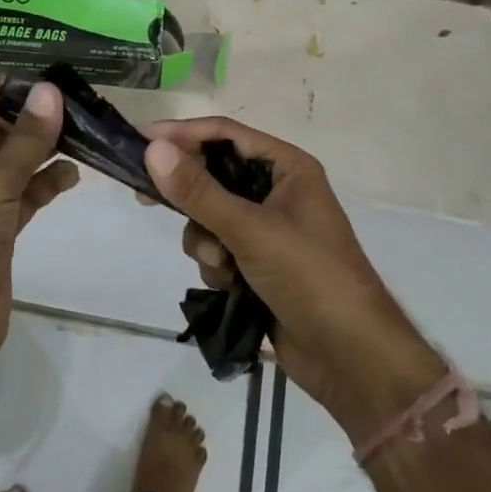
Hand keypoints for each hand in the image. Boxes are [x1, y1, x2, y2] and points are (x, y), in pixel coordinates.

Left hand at [0, 77, 77, 390]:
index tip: (50, 86)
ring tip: (84, 136)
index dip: (5, 86)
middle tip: (79, 107)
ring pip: (14, 159)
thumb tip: (51, 91)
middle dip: (33, 116)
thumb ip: (25, 138)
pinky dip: (46, 182)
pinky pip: (25, 191)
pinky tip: (72, 176)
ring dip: (45, 148)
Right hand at [144, 120, 444, 444]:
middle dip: (191, 197)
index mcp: (286, 167)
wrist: (350, 357)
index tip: (140, 140)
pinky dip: (216, 266)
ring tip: (223, 265)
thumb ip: (199, 192)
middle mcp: (276, 191)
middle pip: (213, 175)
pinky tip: (230, 286)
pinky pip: (217, 249)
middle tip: (146, 198)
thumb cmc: (310, 277)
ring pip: (209, 217)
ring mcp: (266, 230)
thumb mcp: (251, 230)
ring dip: (206, 241)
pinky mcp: (257, 264)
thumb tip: (152, 149)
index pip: (225, 134)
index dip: (182, 134)